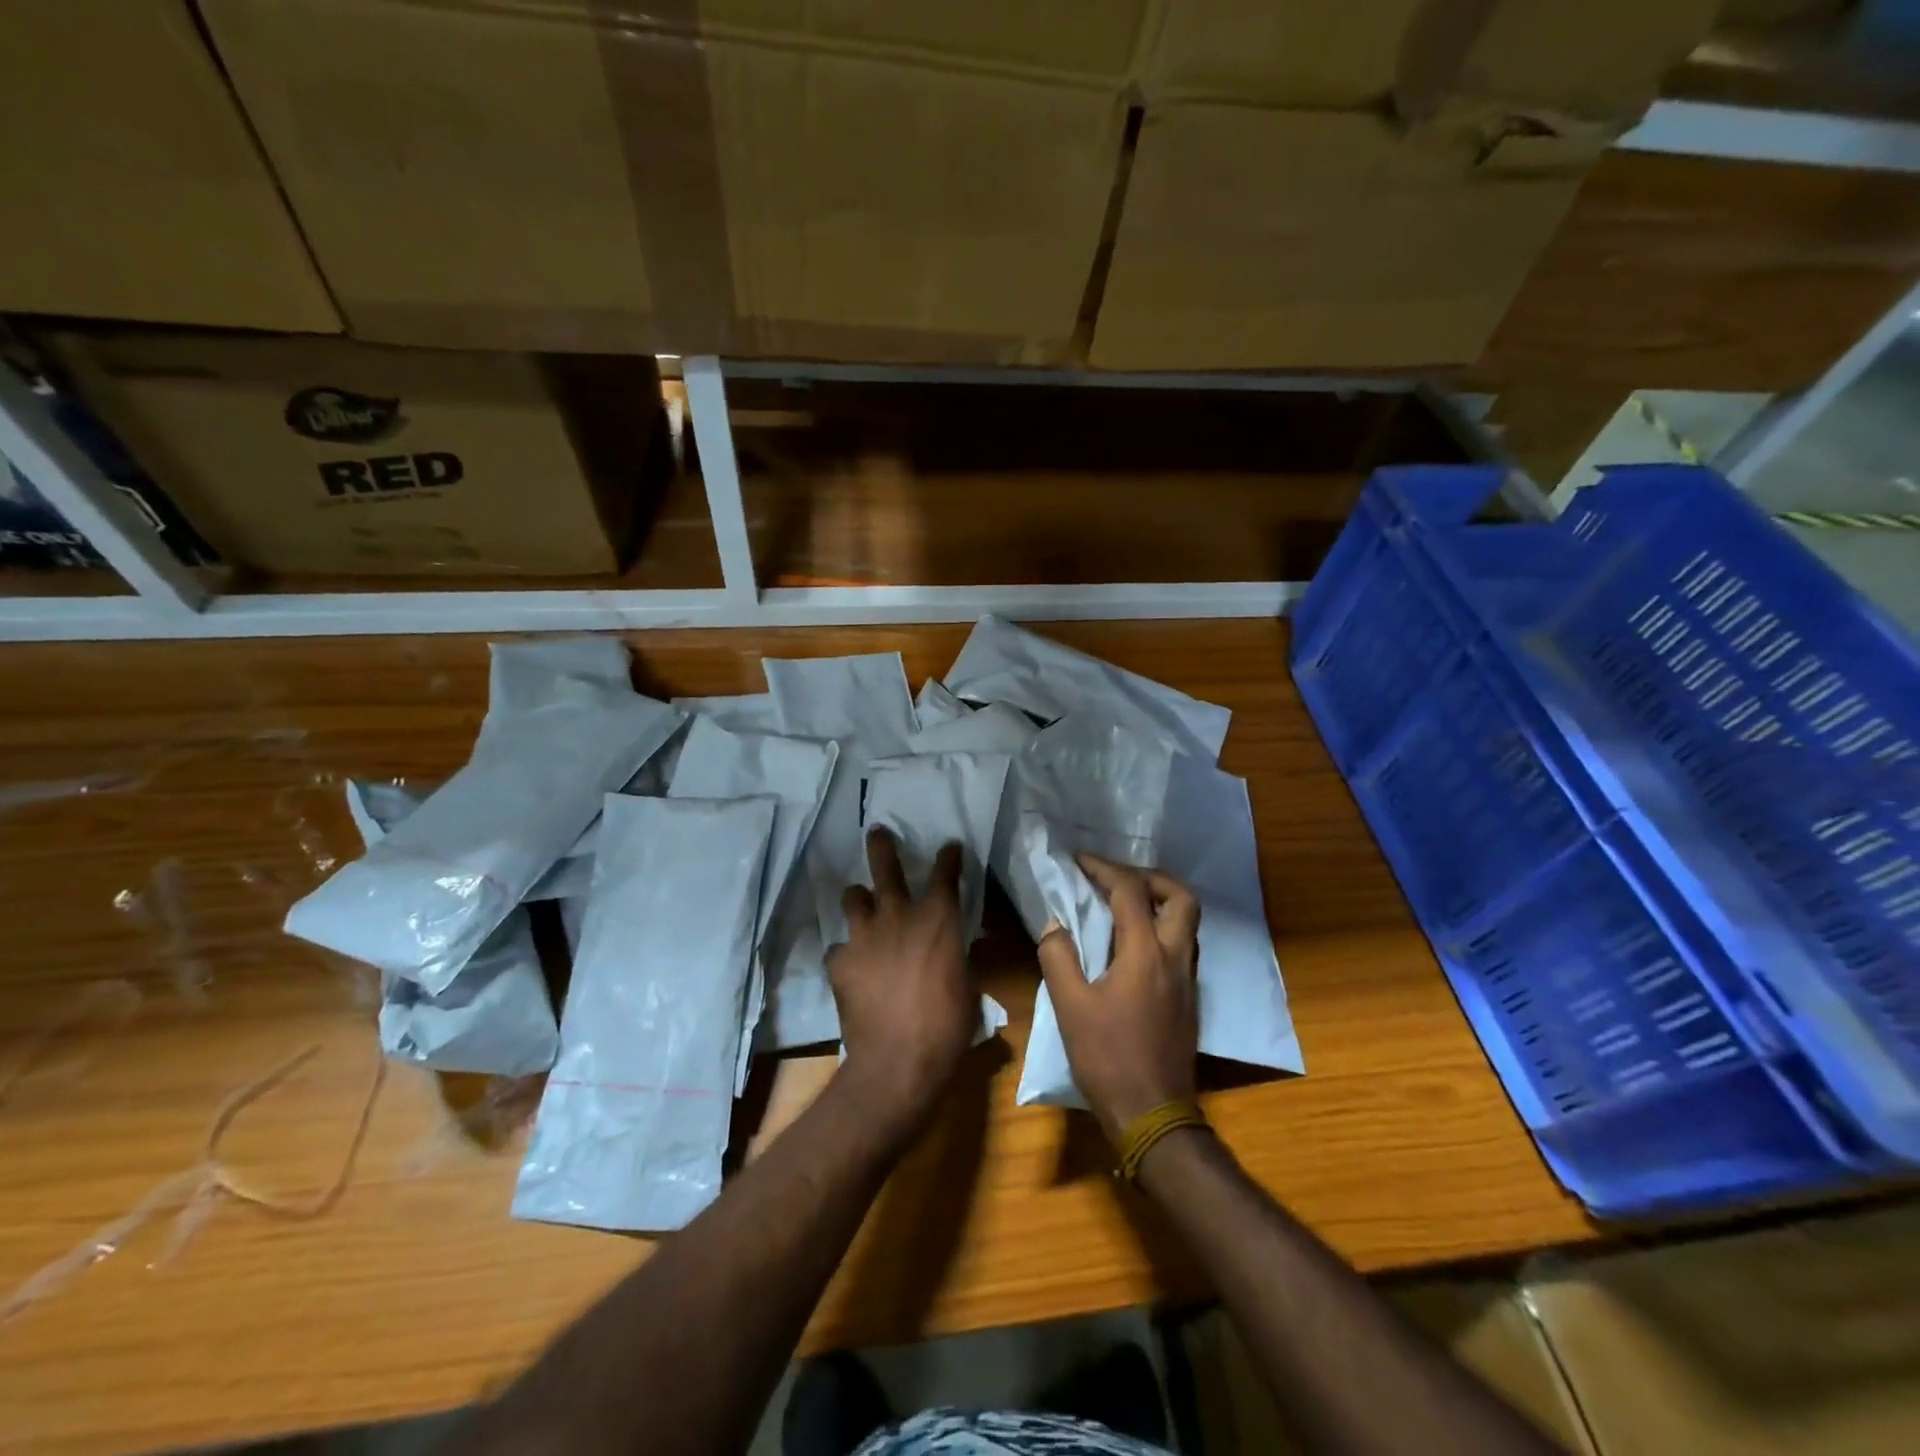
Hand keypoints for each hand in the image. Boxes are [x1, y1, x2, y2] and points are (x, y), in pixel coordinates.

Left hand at [828, 827, 976, 1129]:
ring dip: (859, 900)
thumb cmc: (948, 1025)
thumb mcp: (967, 986)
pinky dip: (846, 953)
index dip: (949, 857)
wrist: (898, 1060)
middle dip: (881, 846)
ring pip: (854, 899)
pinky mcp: (839, 961)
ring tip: (860, 903)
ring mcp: (864, 936)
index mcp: (938, 919)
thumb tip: (956, 949)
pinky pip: (839, 948)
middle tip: (876, 831)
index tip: (949, 847)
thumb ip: (958, 958)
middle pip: (886, 869)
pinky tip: (850, 967)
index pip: (946, 874)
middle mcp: (899, 916)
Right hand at [1037, 856, 1200, 1142]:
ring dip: (1160, 902)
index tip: (1080, 860)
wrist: (1153, 1114)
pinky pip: (1182, 946)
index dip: (1103, 868)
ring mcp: (1188, 979)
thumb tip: (1054, 925)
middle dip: (1151, 877)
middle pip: (1181, 898)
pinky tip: (1133, 946)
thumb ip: (1058, 957)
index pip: (1130, 892)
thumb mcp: (1069, 1006)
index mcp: (1145, 953)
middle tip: (1118, 878)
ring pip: (1188, 923)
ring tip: (1124, 906)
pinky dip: (1161, 929)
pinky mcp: (1189, 999)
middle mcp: (1175, 958)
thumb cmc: (1107, 1058)